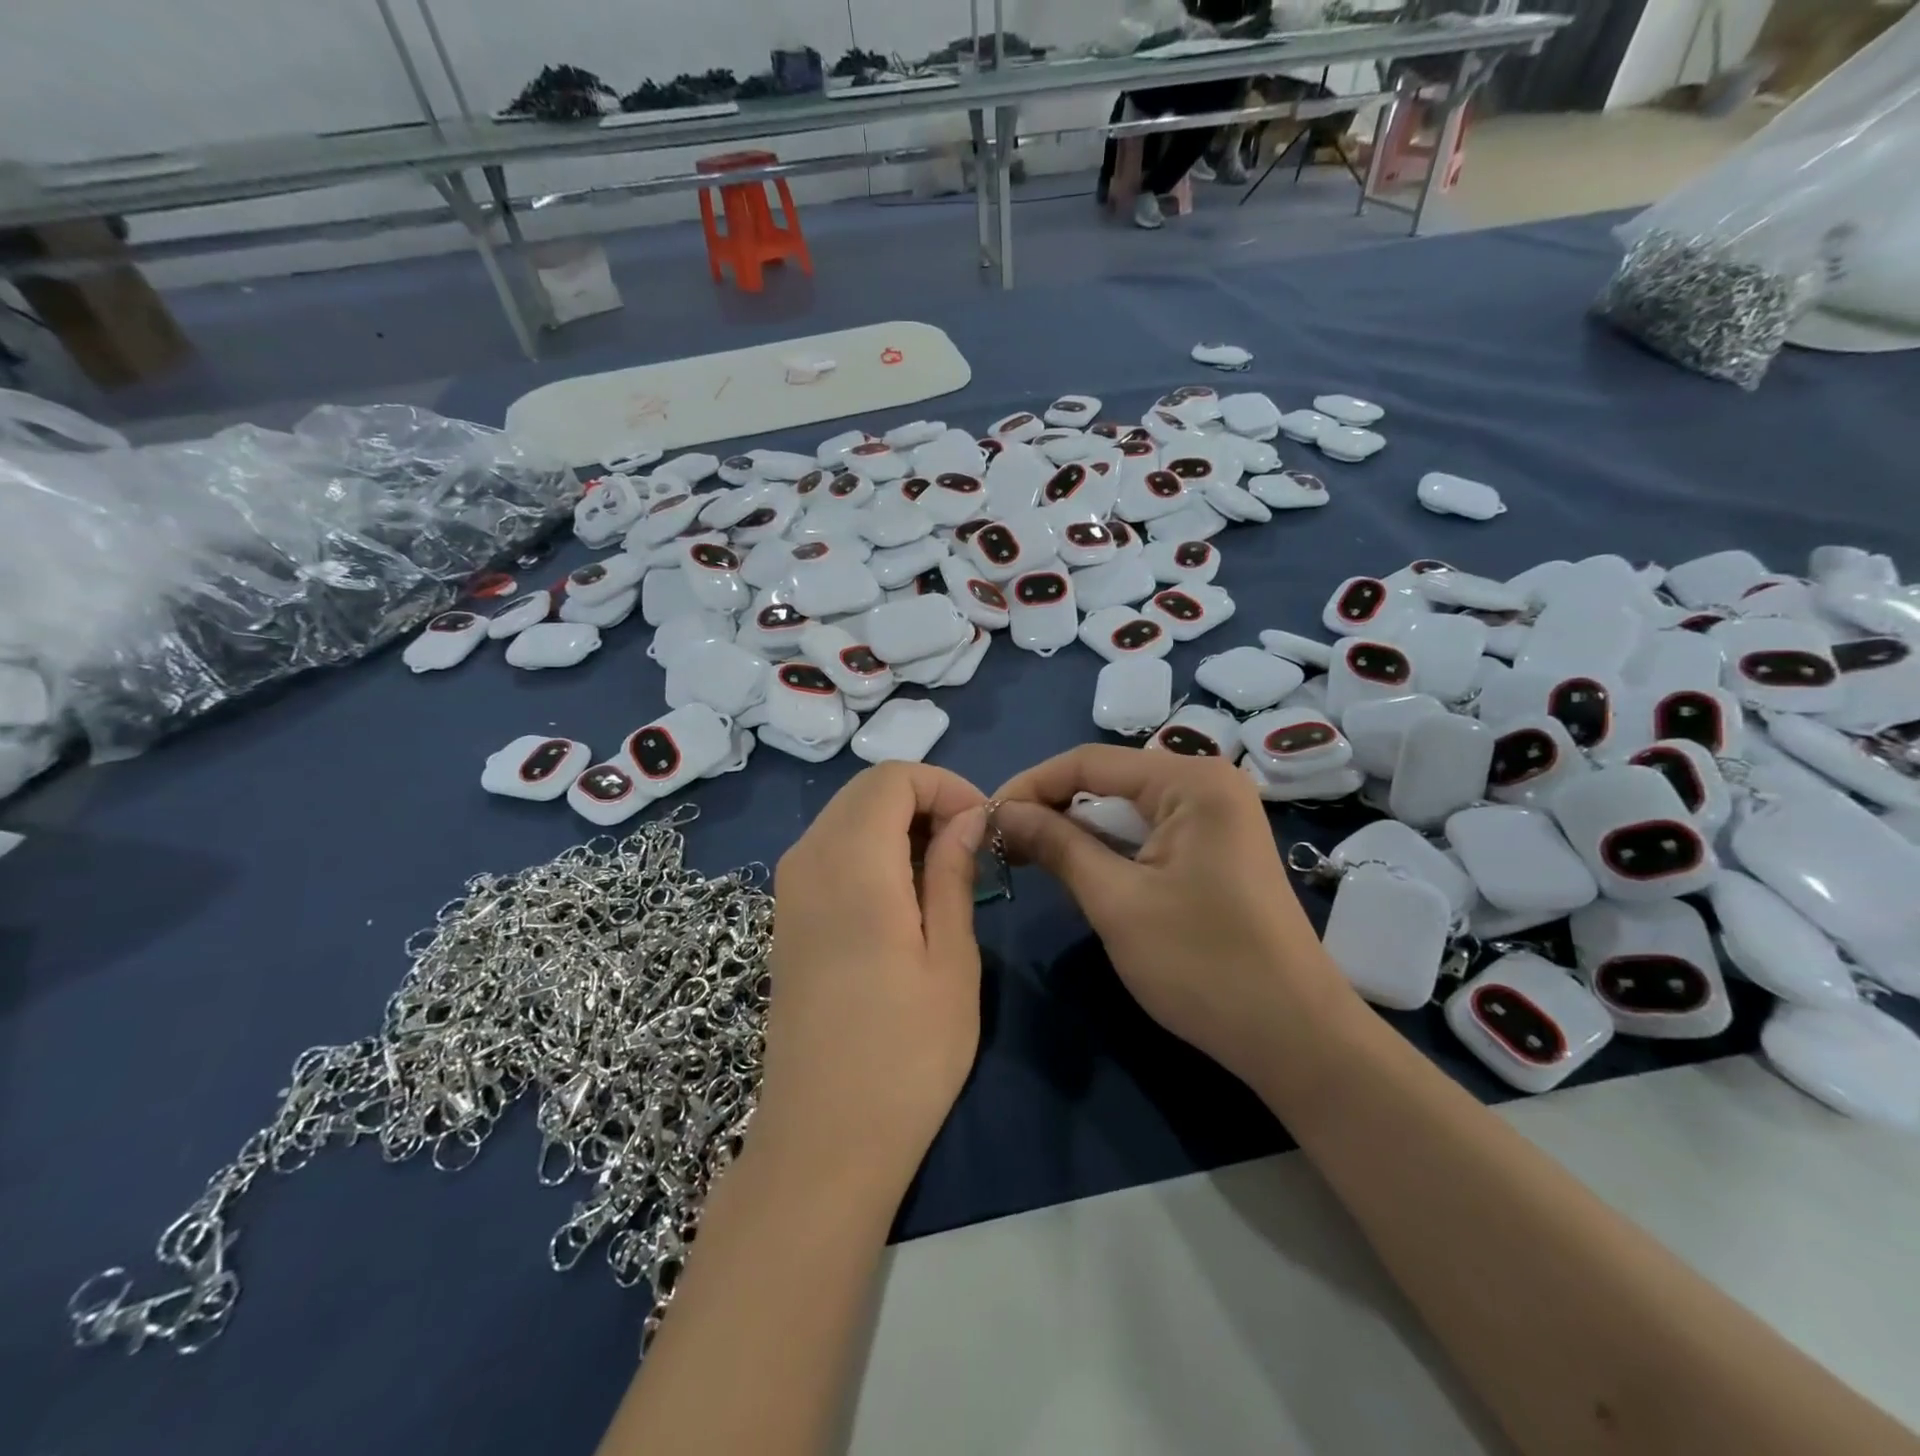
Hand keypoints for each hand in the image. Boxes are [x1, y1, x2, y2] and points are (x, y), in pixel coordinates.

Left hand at [754, 763, 987, 1197]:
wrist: (823, 1140)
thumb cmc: (906, 1054)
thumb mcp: (950, 958)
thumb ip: (952, 871)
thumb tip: (967, 815)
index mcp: (852, 864)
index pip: (892, 777)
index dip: (944, 785)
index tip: (982, 824)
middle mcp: (808, 860)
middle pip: (865, 790)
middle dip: (923, 799)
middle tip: (969, 845)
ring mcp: (788, 888)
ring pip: (845, 817)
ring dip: (897, 824)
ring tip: (943, 871)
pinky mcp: (786, 916)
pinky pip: (829, 850)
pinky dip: (870, 848)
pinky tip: (902, 895)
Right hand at [993, 746, 1357, 1084]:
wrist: (1295, 1039)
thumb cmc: (1204, 965)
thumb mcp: (1117, 902)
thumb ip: (1056, 845)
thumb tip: (1001, 813)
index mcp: (1191, 780)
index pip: (1089, 762)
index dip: (1030, 786)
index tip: (983, 819)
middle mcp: (1206, 783)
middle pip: (1107, 781)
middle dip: (1051, 808)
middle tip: (1000, 843)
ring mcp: (1216, 816)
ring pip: (1125, 809)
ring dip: (1076, 831)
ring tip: (1026, 856)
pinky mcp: (1214, 849)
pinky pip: (1147, 833)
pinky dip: (1108, 848)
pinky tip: (1076, 869)